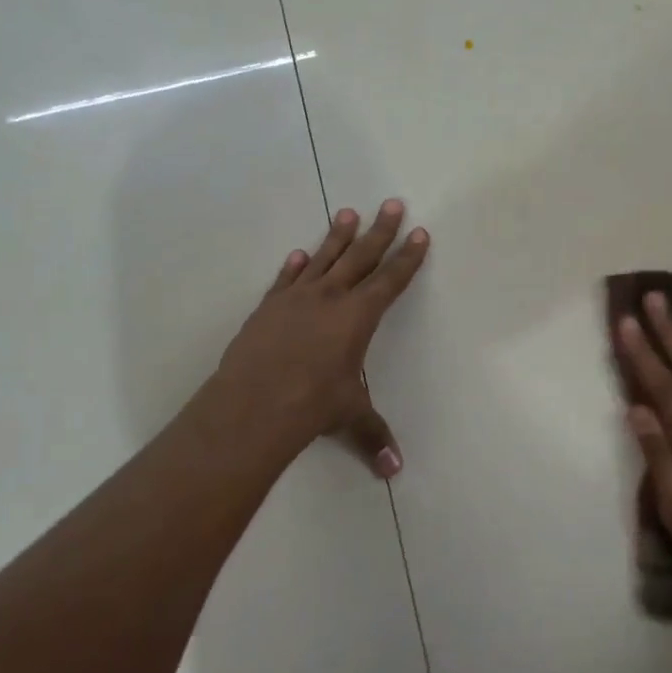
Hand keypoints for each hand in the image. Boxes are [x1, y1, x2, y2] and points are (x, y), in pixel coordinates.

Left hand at [213, 200, 428, 477]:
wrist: (252, 403)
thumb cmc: (312, 405)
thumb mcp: (349, 416)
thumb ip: (373, 436)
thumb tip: (396, 469)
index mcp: (358, 317)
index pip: (390, 280)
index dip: (407, 257)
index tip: (419, 232)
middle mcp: (330, 298)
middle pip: (361, 256)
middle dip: (380, 231)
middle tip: (391, 203)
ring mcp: (296, 299)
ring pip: (323, 258)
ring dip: (338, 236)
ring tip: (348, 213)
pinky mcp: (267, 307)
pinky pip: (286, 279)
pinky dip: (295, 266)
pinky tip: (299, 254)